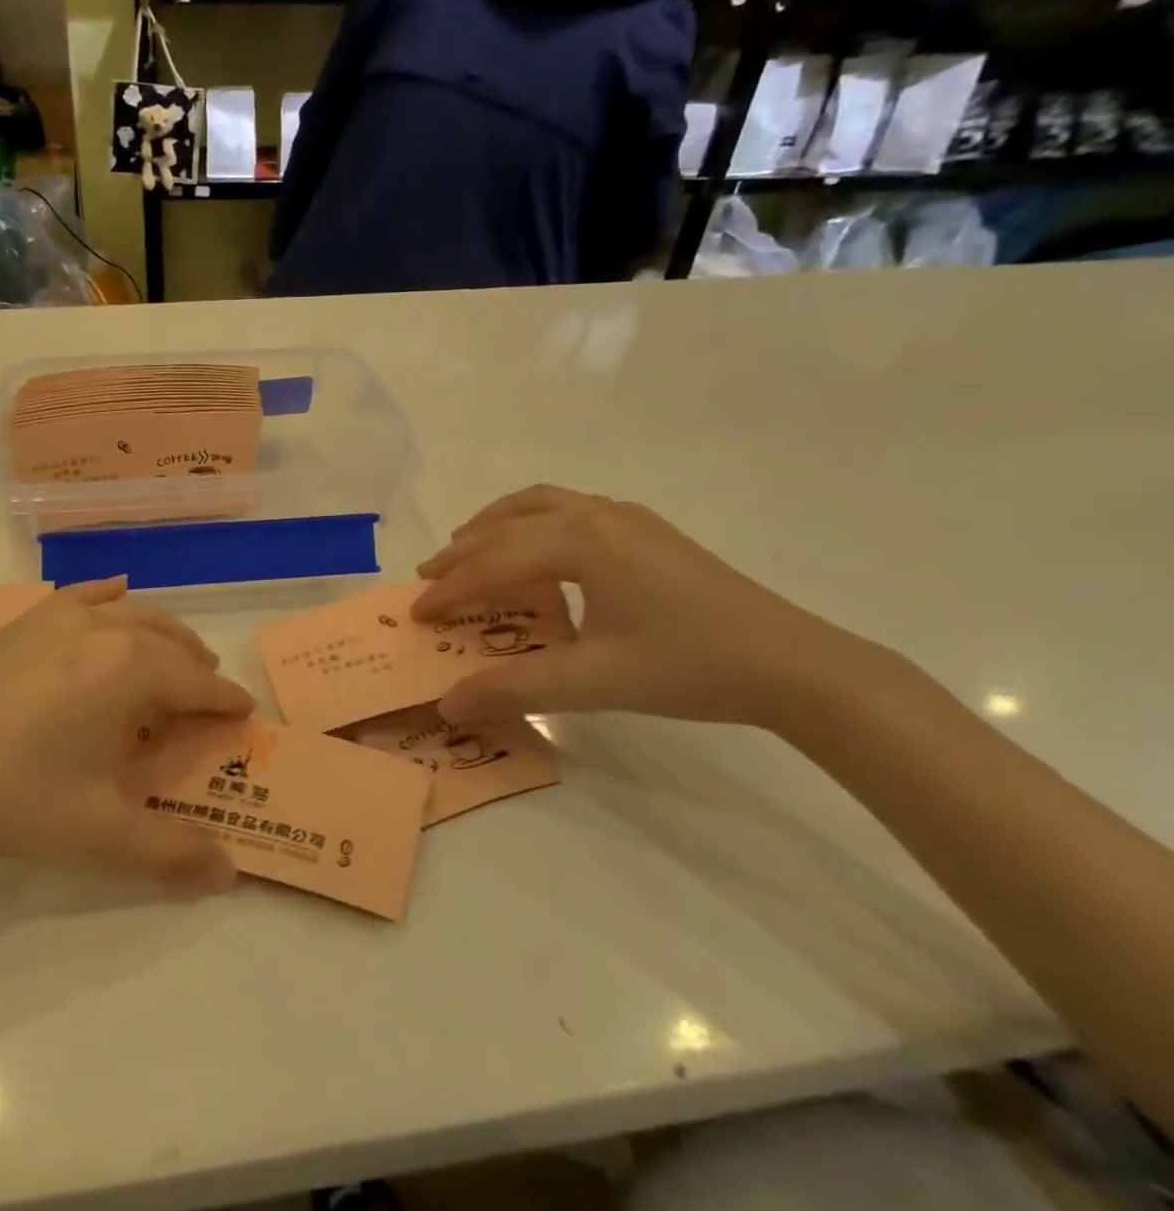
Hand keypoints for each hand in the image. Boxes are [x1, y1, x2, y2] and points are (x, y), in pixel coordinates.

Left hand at [0, 581, 252, 893]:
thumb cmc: (13, 799)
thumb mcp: (99, 837)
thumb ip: (171, 855)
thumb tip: (230, 874)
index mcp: (133, 672)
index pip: (199, 684)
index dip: (226, 702)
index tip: (244, 715)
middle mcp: (106, 630)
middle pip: (173, 641)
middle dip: (198, 666)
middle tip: (207, 696)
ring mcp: (61, 617)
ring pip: (134, 613)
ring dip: (164, 635)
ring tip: (173, 658)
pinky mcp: (25, 620)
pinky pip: (84, 595)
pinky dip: (111, 596)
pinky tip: (115, 594)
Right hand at [412, 486, 883, 730]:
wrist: (794, 665)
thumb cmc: (688, 667)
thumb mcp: (593, 682)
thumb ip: (513, 689)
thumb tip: (447, 706)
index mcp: (580, 541)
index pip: (494, 562)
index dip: (450, 589)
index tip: (416, 613)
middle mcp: (596, 515)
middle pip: (508, 523)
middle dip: (463, 550)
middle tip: (429, 578)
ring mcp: (626, 517)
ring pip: (540, 504)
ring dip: (495, 525)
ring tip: (469, 549)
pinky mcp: (648, 531)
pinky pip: (570, 511)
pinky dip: (532, 523)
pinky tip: (538, 553)